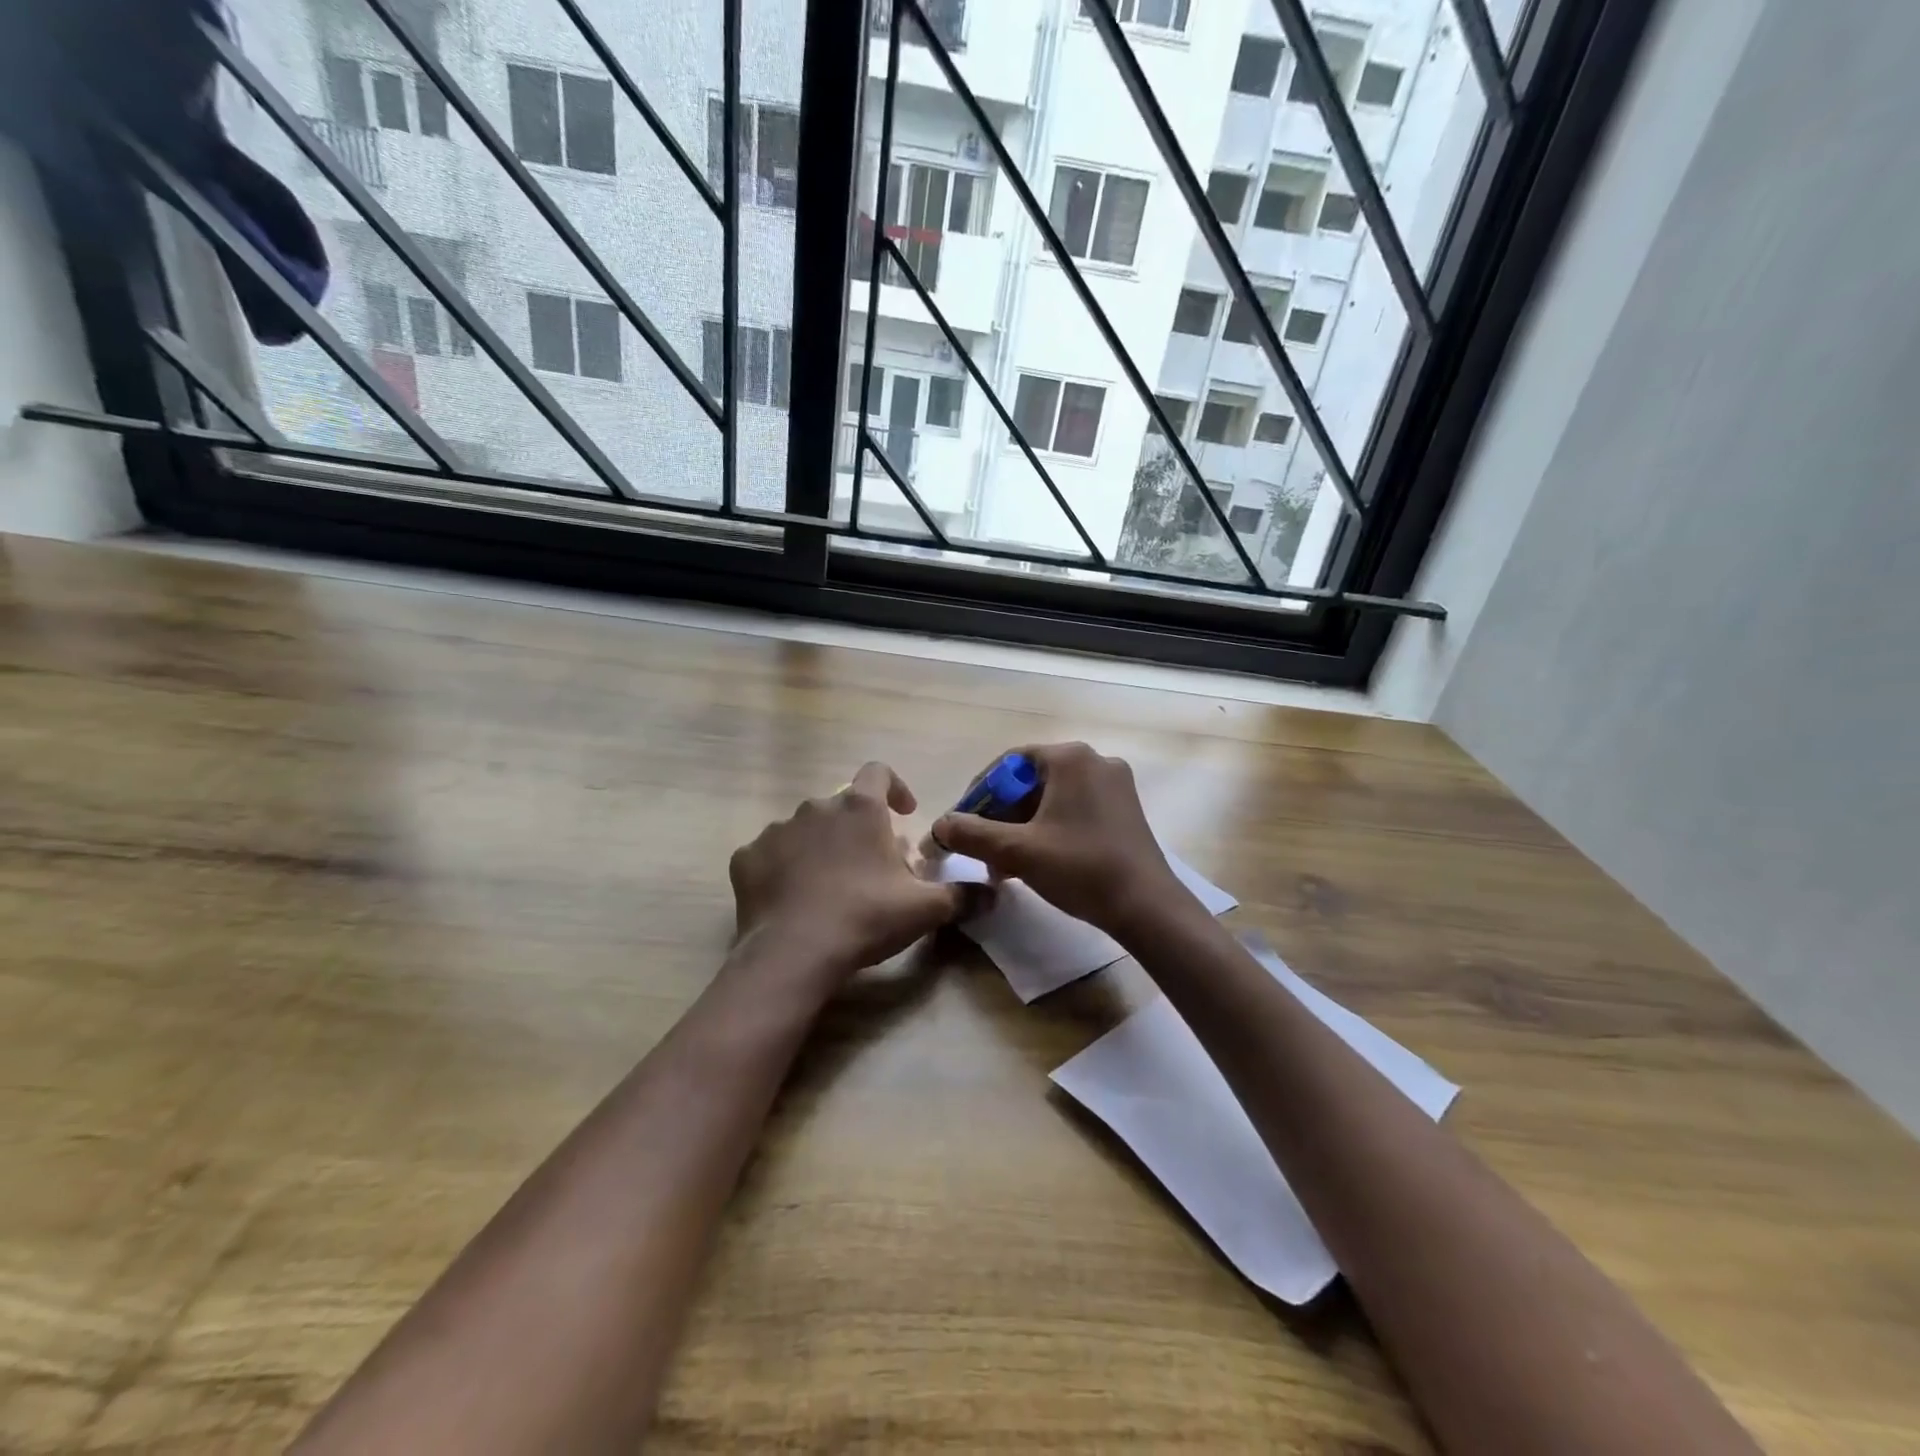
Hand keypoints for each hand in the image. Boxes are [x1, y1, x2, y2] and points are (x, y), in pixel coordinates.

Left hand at [729, 762, 967, 980]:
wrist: (793, 953)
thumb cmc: (866, 918)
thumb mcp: (925, 909)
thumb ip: (963, 896)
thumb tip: (994, 893)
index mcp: (860, 808)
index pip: (879, 773)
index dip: (895, 788)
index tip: (905, 814)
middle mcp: (816, 807)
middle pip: (843, 806)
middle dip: (859, 828)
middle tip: (872, 866)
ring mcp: (776, 830)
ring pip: (805, 829)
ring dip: (821, 846)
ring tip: (830, 886)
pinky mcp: (746, 858)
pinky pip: (770, 854)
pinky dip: (783, 868)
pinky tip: (793, 898)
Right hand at [931, 742, 1183, 936]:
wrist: (1147, 907)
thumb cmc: (1080, 868)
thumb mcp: (1017, 851)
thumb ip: (971, 834)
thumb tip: (938, 826)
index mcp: (1070, 758)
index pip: (1008, 764)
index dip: (979, 794)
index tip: (962, 824)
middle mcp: (1094, 760)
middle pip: (1030, 781)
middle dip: (1001, 816)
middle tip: (983, 849)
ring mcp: (1115, 784)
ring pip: (1052, 798)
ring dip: (1022, 827)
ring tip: (1004, 864)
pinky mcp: (1124, 809)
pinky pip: (1074, 809)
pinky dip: (1050, 829)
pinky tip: (1037, 861)